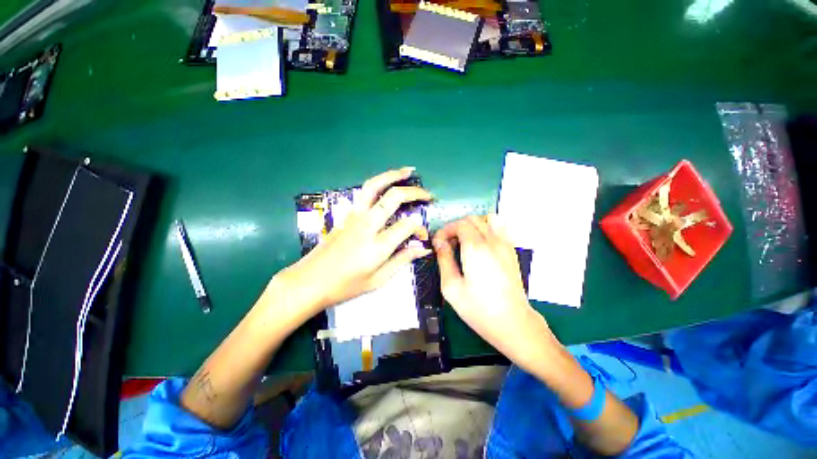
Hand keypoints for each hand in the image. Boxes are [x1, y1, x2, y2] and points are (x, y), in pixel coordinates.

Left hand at [276, 168, 432, 313]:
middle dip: (414, 192)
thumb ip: (402, 260)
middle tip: (428, 195)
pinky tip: (386, 184)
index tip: (422, 237)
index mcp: (377, 245)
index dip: (420, 228)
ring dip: (392, 175)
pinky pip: (364, 193)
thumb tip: (423, 249)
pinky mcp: (346, 214)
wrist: (309, 281)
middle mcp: (366, 224)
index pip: (407, 226)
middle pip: (393, 197)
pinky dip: (378, 183)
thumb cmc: (344, 286)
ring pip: (374, 186)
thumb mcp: (377, 280)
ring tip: (408, 171)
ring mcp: (354, 216)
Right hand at [433, 215, 558, 369]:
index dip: (445, 230)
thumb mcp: (451, 287)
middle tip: (448, 245)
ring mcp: (505, 245)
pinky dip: (486, 230)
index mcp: (476, 248)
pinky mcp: (512, 252)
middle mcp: (492, 241)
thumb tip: (439, 243)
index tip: (438, 244)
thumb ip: (444, 260)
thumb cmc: (479, 308)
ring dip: (472, 226)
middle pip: (472, 219)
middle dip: (456, 227)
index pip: (459, 224)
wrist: (514, 323)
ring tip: (464, 243)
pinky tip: (480, 247)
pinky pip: (499, 229)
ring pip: (488, 220)